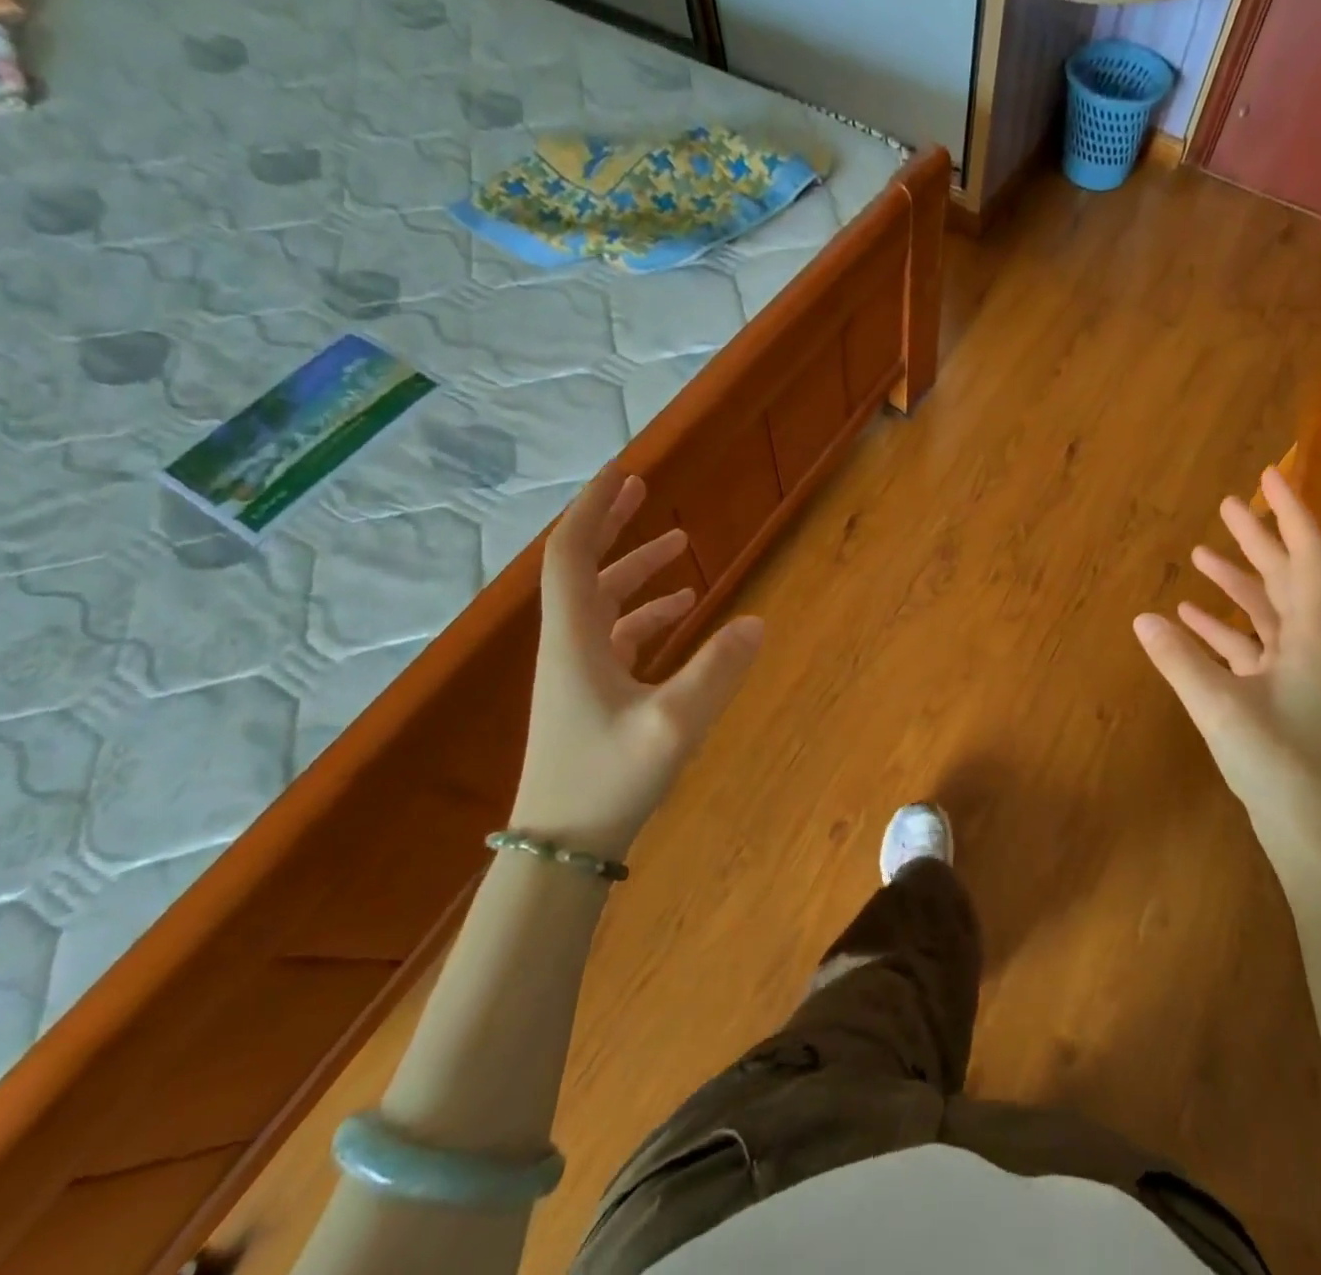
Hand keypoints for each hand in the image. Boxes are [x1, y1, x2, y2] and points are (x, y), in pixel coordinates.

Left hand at [511, 463, 763, 861]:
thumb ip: (717, 671)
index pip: (572, 554)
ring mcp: (579, 670)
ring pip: (603, 601)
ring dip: (637, 569)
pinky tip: (683, 611)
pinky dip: (647, 613)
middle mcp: (569, 645)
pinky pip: (618, 635)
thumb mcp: (673, 725)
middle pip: (583, 568)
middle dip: (612, 525)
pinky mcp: (592, 694)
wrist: (562, 848)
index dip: (593, 508)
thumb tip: (758, 621)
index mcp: (575, 639)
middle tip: (642, 489)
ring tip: (681, 545)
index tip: (622, 472)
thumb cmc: (608, 781)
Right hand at [1133, 466, 1320, 873]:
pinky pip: (1248, 647)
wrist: (1315, 832)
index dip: (1290, 513)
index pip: (1307, 557)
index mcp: (1312, 636)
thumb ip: (1180, 660)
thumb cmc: (1280, 764)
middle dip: (1257, 539)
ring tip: (1200, 555)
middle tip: (1227, 504)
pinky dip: (1222, 628)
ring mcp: (1295, 672)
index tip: (1269, 476)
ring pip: (1265, 612)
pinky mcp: (1278, 696)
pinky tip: (1188, 620)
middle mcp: (1309, 645)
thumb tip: (1143, 618)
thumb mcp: (1221, 707)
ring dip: (1236, 582)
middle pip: (1285, 577)